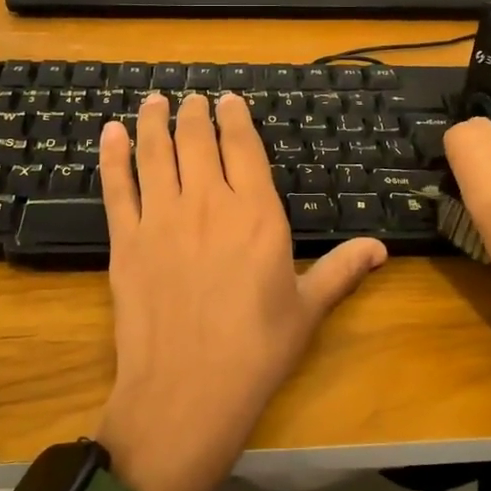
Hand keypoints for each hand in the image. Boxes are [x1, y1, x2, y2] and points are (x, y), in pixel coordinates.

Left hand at [95, 92, 386, 490]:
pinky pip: (118, 186)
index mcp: (256, 212)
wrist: (187, 392)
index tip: (230, 100)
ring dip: (153, 121)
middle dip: (194, 112)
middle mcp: (207, 202)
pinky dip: (112, 156)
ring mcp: (161, 218)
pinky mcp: (126, 240)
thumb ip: (342, 269)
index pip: (243, 146)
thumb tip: (381, 247)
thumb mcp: (308, 309)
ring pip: (155, 152)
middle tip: (192, 97)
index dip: (236, 117)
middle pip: (196, 139)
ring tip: (154, 100)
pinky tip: (110, 132)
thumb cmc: (256, 352)